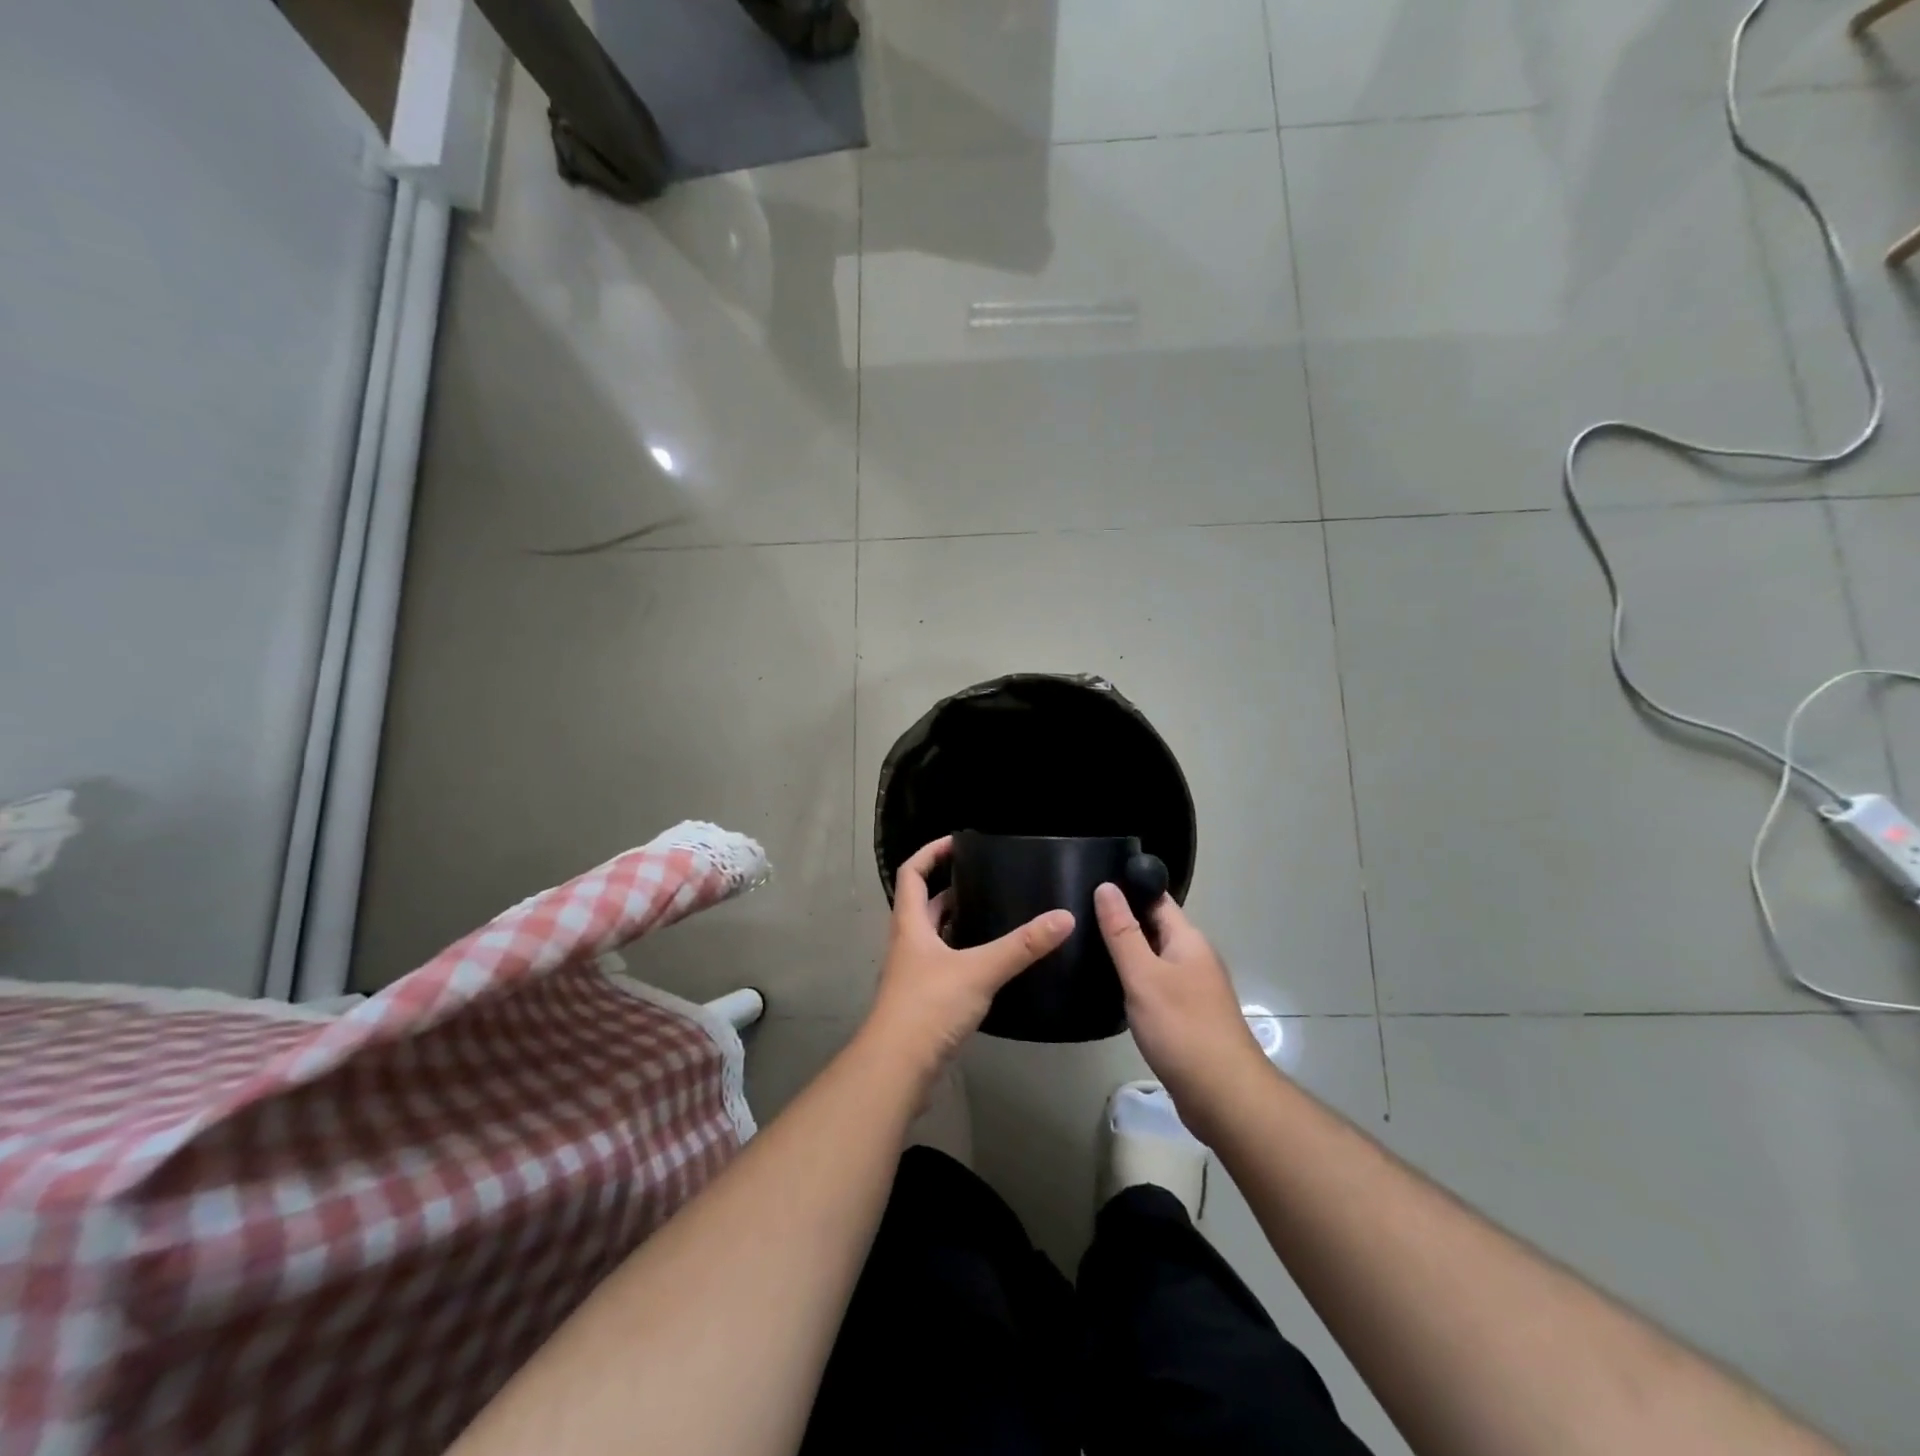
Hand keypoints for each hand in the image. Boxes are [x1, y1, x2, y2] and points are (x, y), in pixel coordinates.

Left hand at [861, 836, 1074, 1085]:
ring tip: (996, 915)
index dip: (930, 853)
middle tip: (988, 880)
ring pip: (935, 937)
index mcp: (911, 925)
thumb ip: (1021, 946)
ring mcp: (914, 974)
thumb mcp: (979, 970)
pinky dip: (965, 956)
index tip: (958, 842)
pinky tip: (991, 963)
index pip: (912, 874)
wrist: (897, 1068)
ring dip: (959, 923)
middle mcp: (908, 944)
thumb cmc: (929, 1007)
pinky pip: (945, 965)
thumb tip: (1064, 917)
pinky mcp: (925, 1001)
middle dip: (952, 889)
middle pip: (925, 905)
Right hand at [1093, 884, 1272, 1136]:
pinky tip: (1110, 988)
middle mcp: (1194, 958)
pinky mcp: (1186, 1017)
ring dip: (1127, 952)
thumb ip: (1123, 932)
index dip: (1128, 887)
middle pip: (1155, 927)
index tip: (1090, 881)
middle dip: (1122, 919)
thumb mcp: (1144, 976)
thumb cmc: (1182, 1028)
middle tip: (1077, 914)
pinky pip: (1156, 986)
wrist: (1223, 1096)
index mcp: (1188, 940)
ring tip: (1085, 946)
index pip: (1157, 899)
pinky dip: (1134, 981)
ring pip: (1154, 958)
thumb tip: (1106, 886)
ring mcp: (1193, 989)